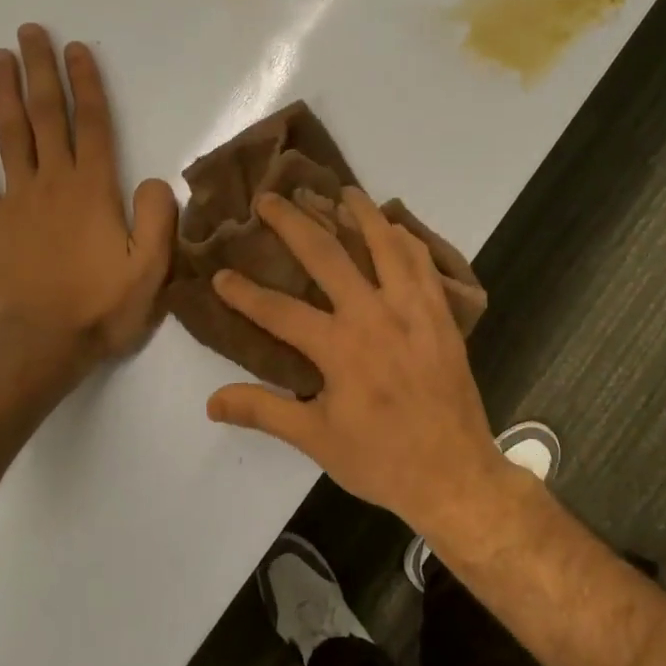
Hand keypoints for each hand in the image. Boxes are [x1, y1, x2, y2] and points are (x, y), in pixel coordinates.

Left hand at [0, 24, 176, 367]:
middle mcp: (53, 184)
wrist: (38, 345)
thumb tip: (155, 180)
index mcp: (94, 191)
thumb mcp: (150, 270)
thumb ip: (158, 219)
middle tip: (31, 32)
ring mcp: (15, 202)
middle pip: (47, 118)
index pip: (93, 126)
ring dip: (5, 96)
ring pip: (10, 138)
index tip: (77, 50)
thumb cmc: (100, 308)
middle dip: (41, 73)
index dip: (87, 85)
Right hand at [205, 188, 510, 531]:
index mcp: (339, 347)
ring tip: (341, 190)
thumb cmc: (381, 460)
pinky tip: (396, 229)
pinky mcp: (442, 316)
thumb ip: (263, 411)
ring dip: (360, 214)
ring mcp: (414, 310)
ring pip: (385, 245)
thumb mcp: (315, 439)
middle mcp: (375, 315)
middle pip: (328, 255)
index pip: (279, 310)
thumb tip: (211, 401)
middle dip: (294, 223)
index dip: (244, 293)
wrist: (454, 474)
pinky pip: (424, 264)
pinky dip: (407, 240)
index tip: (220, 275)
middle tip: (271, 198)